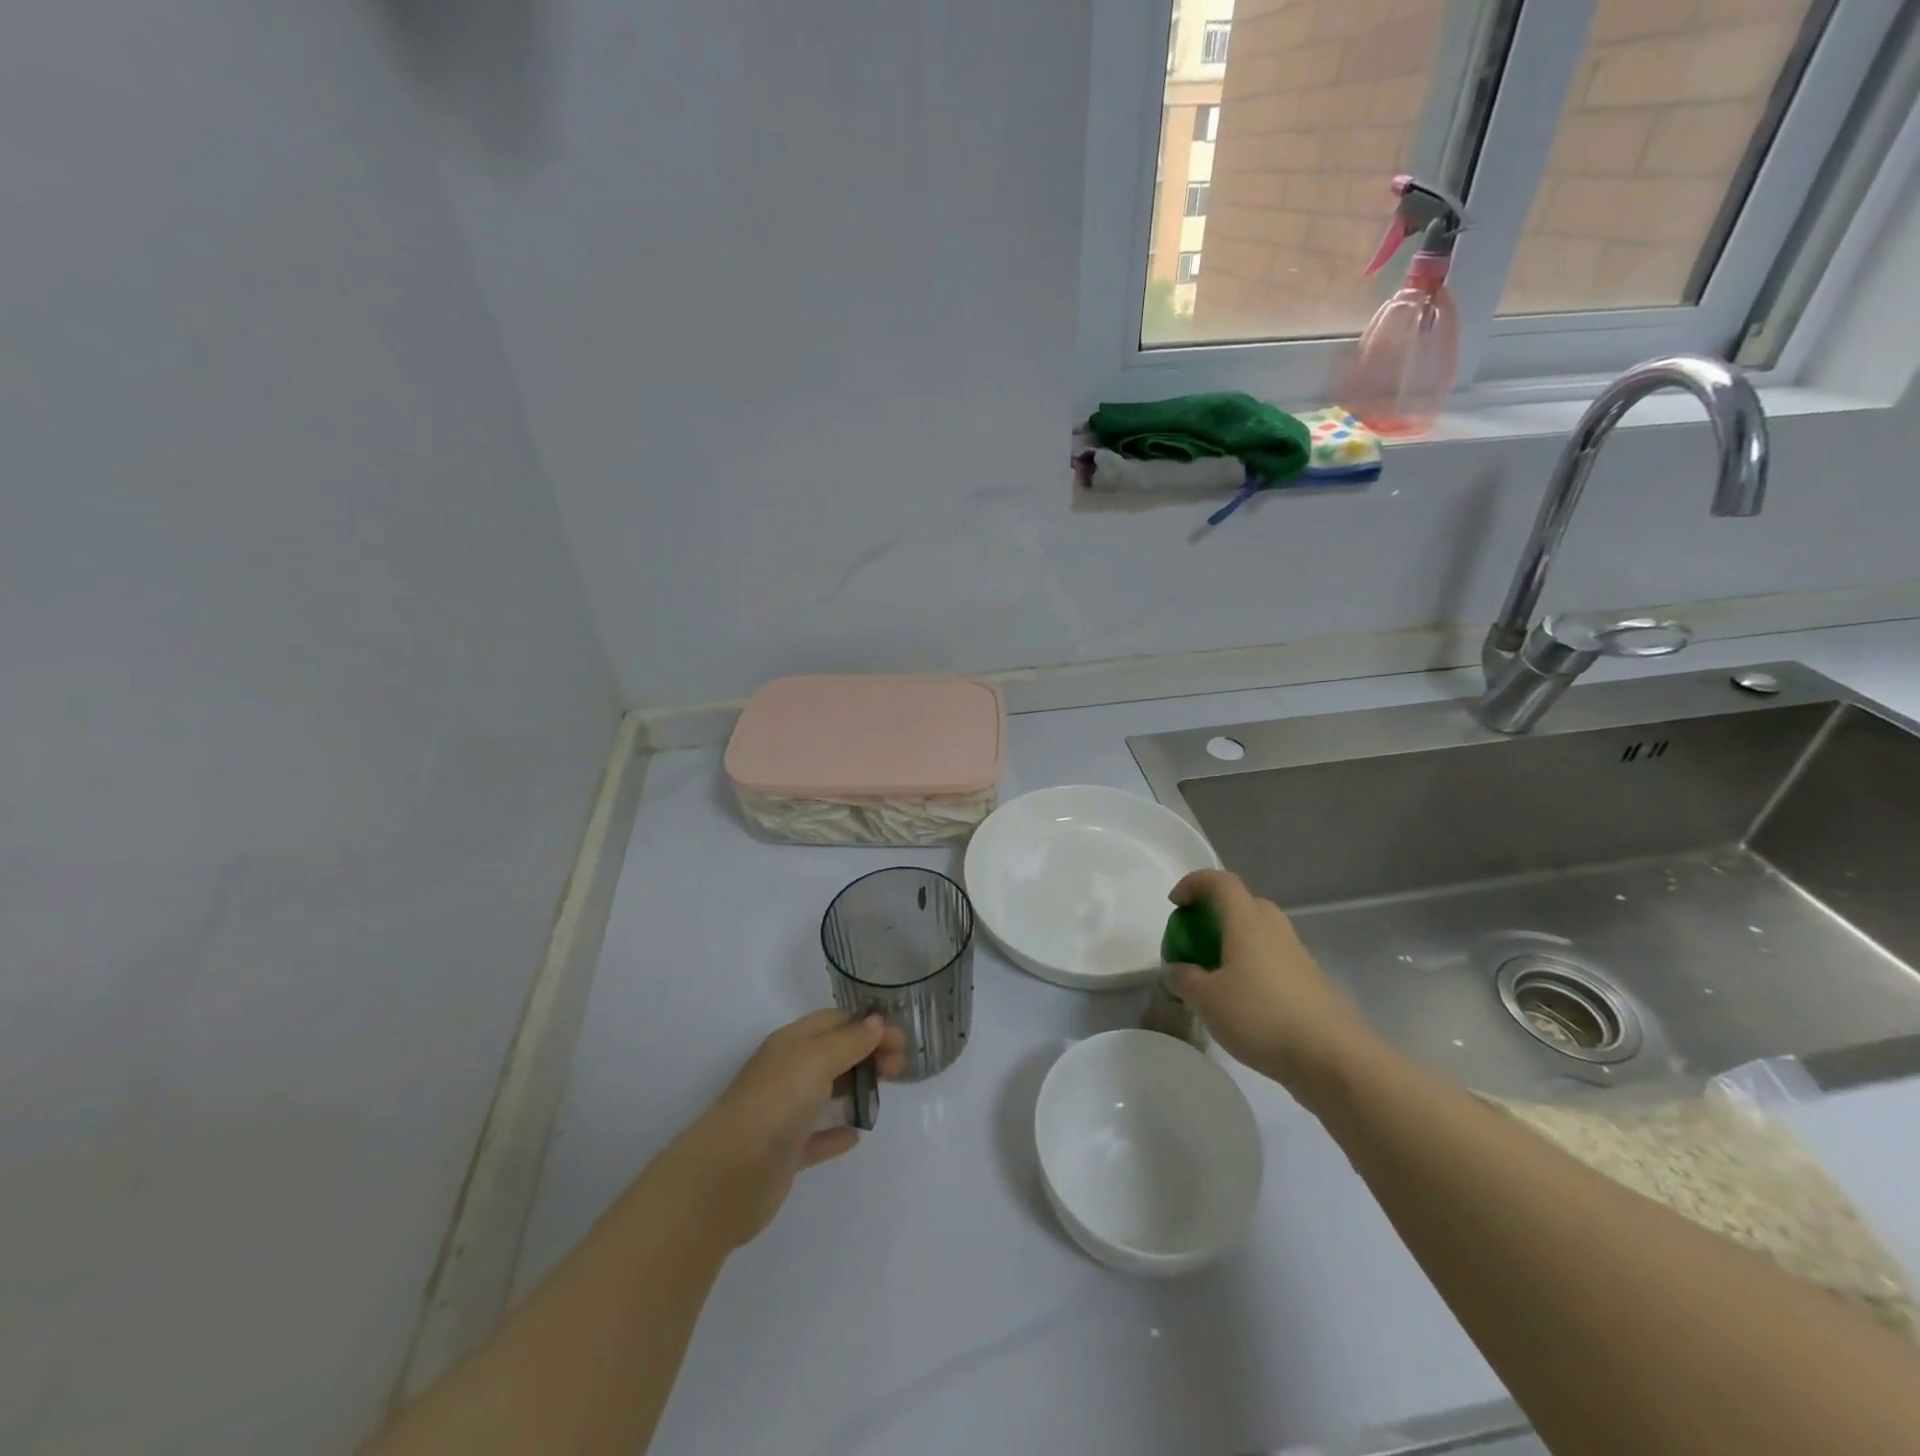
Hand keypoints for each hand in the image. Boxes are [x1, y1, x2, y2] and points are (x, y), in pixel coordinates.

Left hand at [660, 1010, 906, 1247]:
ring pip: (827, 1091)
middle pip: (834, 1053)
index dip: (869, 1025)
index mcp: (791, 1043)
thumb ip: (849, 1041)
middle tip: (900, 1067)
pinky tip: (856, 1135)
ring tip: (886, 1091)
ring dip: (856, 1086)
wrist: (728, 1176)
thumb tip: (876, 1022)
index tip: (901, 1041)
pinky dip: (836, 1132)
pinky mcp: (785, 1153)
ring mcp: (785, 1113)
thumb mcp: (816, 1059)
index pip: (835, 1021)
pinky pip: (817, 1137)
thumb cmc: (775, 1104)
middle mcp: (787, 1073)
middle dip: (868, 1053)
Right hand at [1165, 869, 1374, 1096]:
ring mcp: (1298, 956)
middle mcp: (1275, 930)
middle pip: (1245, 904)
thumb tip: (1177, 969)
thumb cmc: (1261, 1016)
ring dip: (1237, 943)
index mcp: (1247, 922)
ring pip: (1262, 934)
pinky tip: (1244, 1003)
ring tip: (1217, 975)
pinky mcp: (1312, 984)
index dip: (1195, 883)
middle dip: (1217, 914)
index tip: (1176, 904)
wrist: (1333, 1058)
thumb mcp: (1207, 1000)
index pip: (1220, 882)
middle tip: (1198, 938)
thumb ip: (1184, 979)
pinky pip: (1275, 961)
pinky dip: (1254, 969)